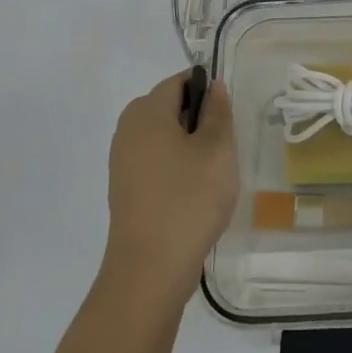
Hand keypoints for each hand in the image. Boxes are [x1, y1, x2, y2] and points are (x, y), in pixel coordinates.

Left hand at [102, 71, 238, 309]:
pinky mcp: (125, 189)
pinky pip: (155, 161)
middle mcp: (128, 129)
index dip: (207, 91)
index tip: (228, 116)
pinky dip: (175, 168)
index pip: (180, 82)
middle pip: (169, 107)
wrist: (149, 271)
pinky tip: (194, 193)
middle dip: (198, 119)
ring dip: (189, 146)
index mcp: (147, 111)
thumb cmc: (189, 199)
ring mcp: (122, 161)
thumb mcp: (217, 149)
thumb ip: (218, 112)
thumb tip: (213, 85)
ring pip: (163, 136)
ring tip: (213, 173)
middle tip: (224, 146)